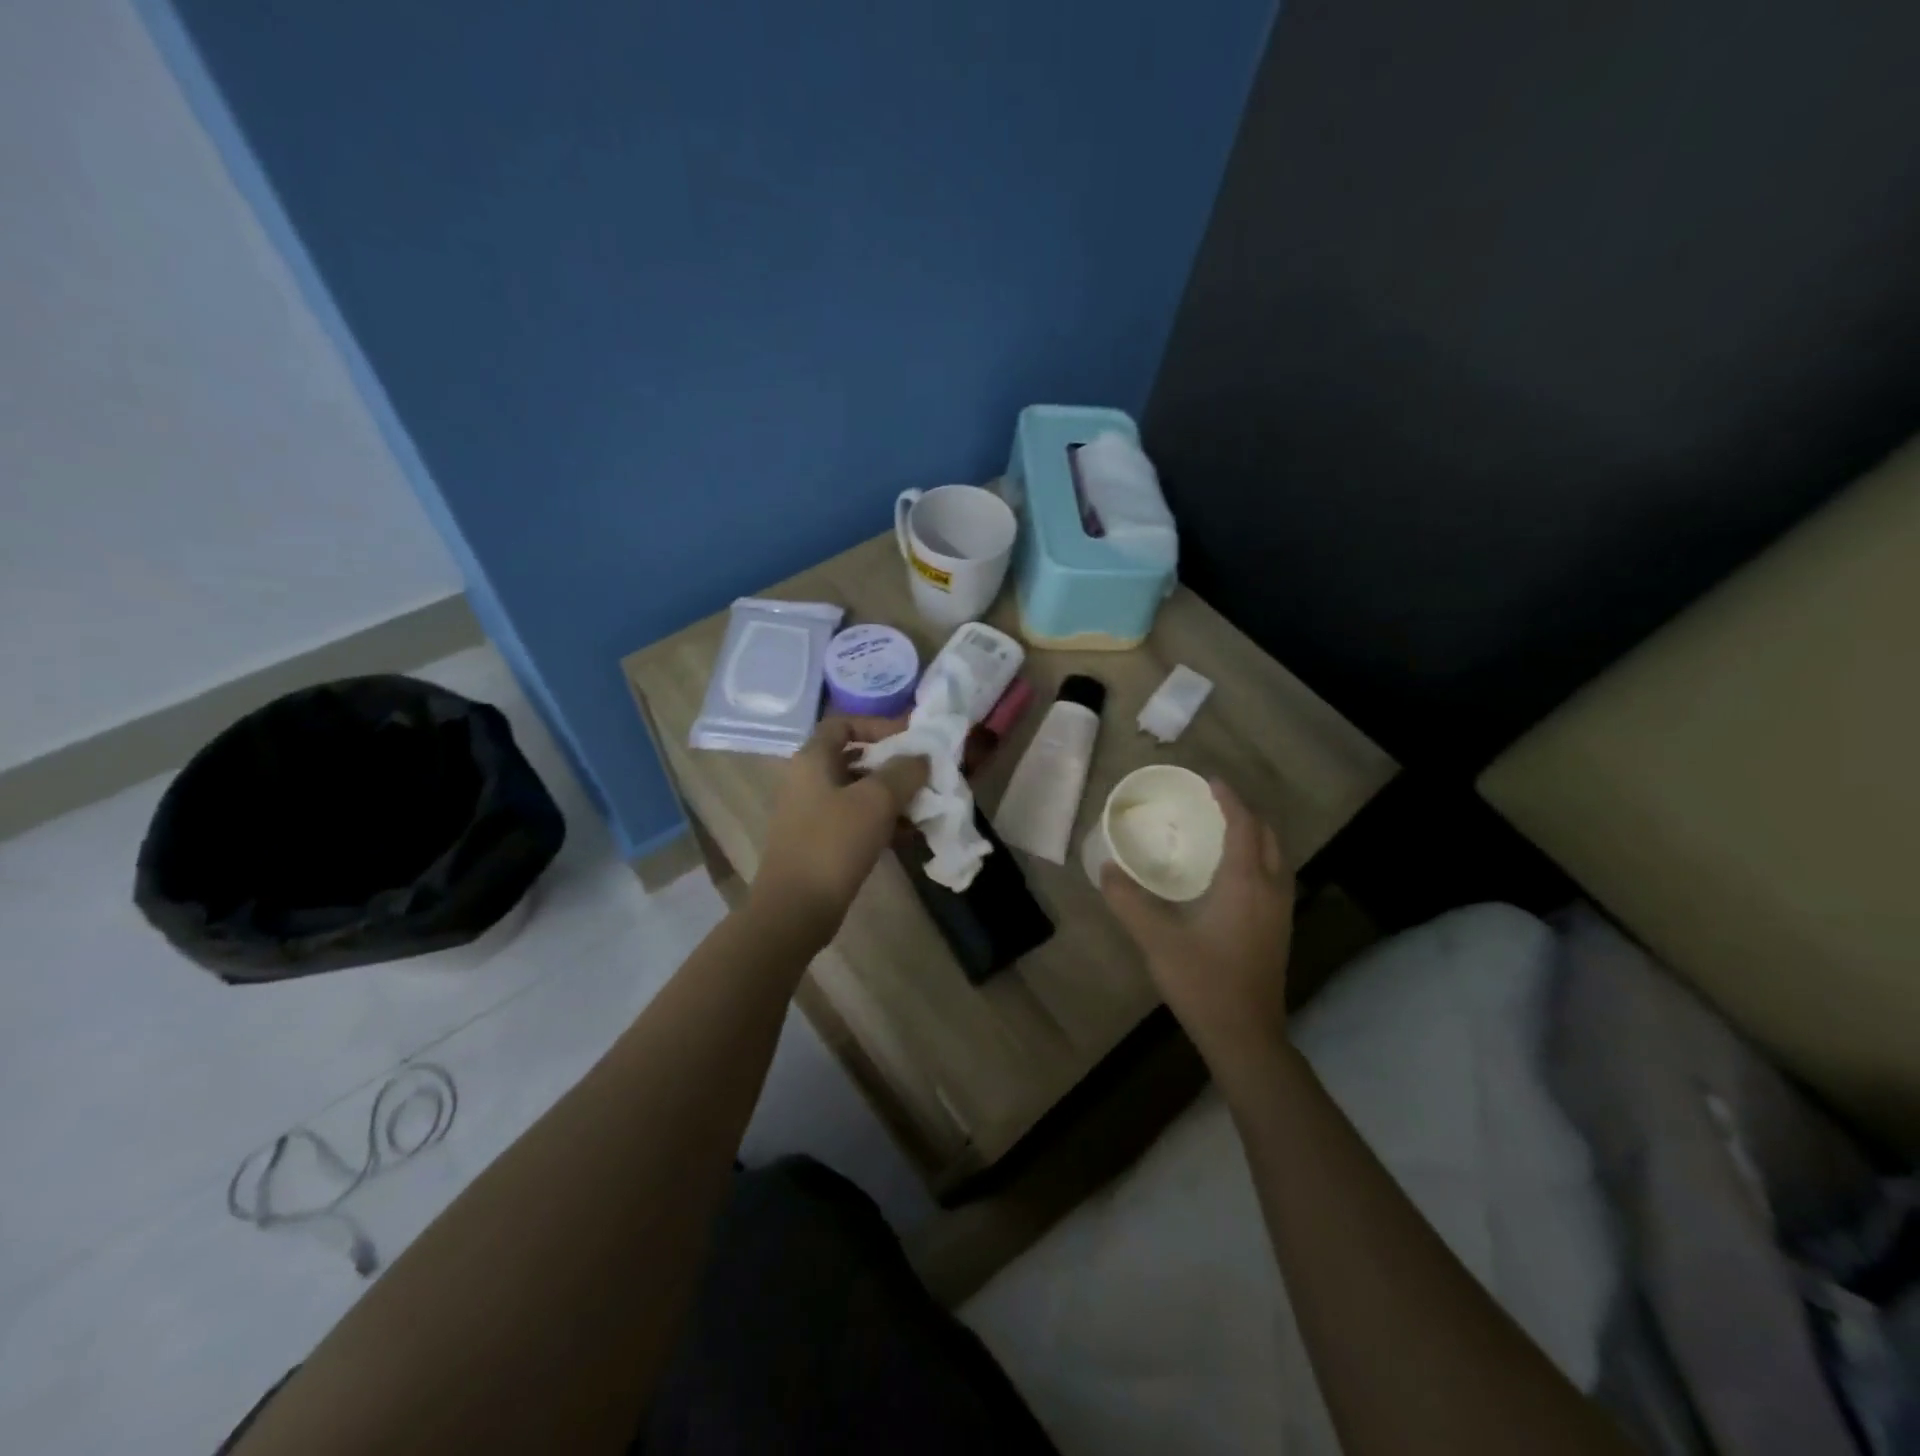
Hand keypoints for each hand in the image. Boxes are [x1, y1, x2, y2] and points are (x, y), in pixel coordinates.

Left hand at [751, 717, 928, 948]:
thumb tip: (921, 757)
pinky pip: (854, 820)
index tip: (910, 739)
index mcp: (813, 759)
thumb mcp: (876, 800)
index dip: (878, 725)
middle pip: (854, 758)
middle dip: (892, 764)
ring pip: (858, 792)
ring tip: (924, 807)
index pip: (843, 723)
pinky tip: (909, 835)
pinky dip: (881, 821)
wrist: (796, 908)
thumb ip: (904, 771)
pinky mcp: (819, 842)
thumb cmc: (834, 843)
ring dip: (891, 796)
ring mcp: (811, 813)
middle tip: (924, 774)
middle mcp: (808, 780)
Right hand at [1100, 779, 1294, 1072]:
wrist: (1245, 1037)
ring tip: (1223, 832)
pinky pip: (1274, 878)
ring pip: (1276, 858)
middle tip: (1214, 805)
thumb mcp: (1156, 939)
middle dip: (1245, 814)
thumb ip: (1128, 901)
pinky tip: (1232, 876)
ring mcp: (1280, 912)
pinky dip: (1257, 860)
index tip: (1210, 781)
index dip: (1230, 799)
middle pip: (1267, 836)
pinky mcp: (1279, 931)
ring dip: (1254, 837)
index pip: (1243, 825)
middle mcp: (1270, 890)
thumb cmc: (1203, 982)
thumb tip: (1106, 869)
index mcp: (1245, 882)